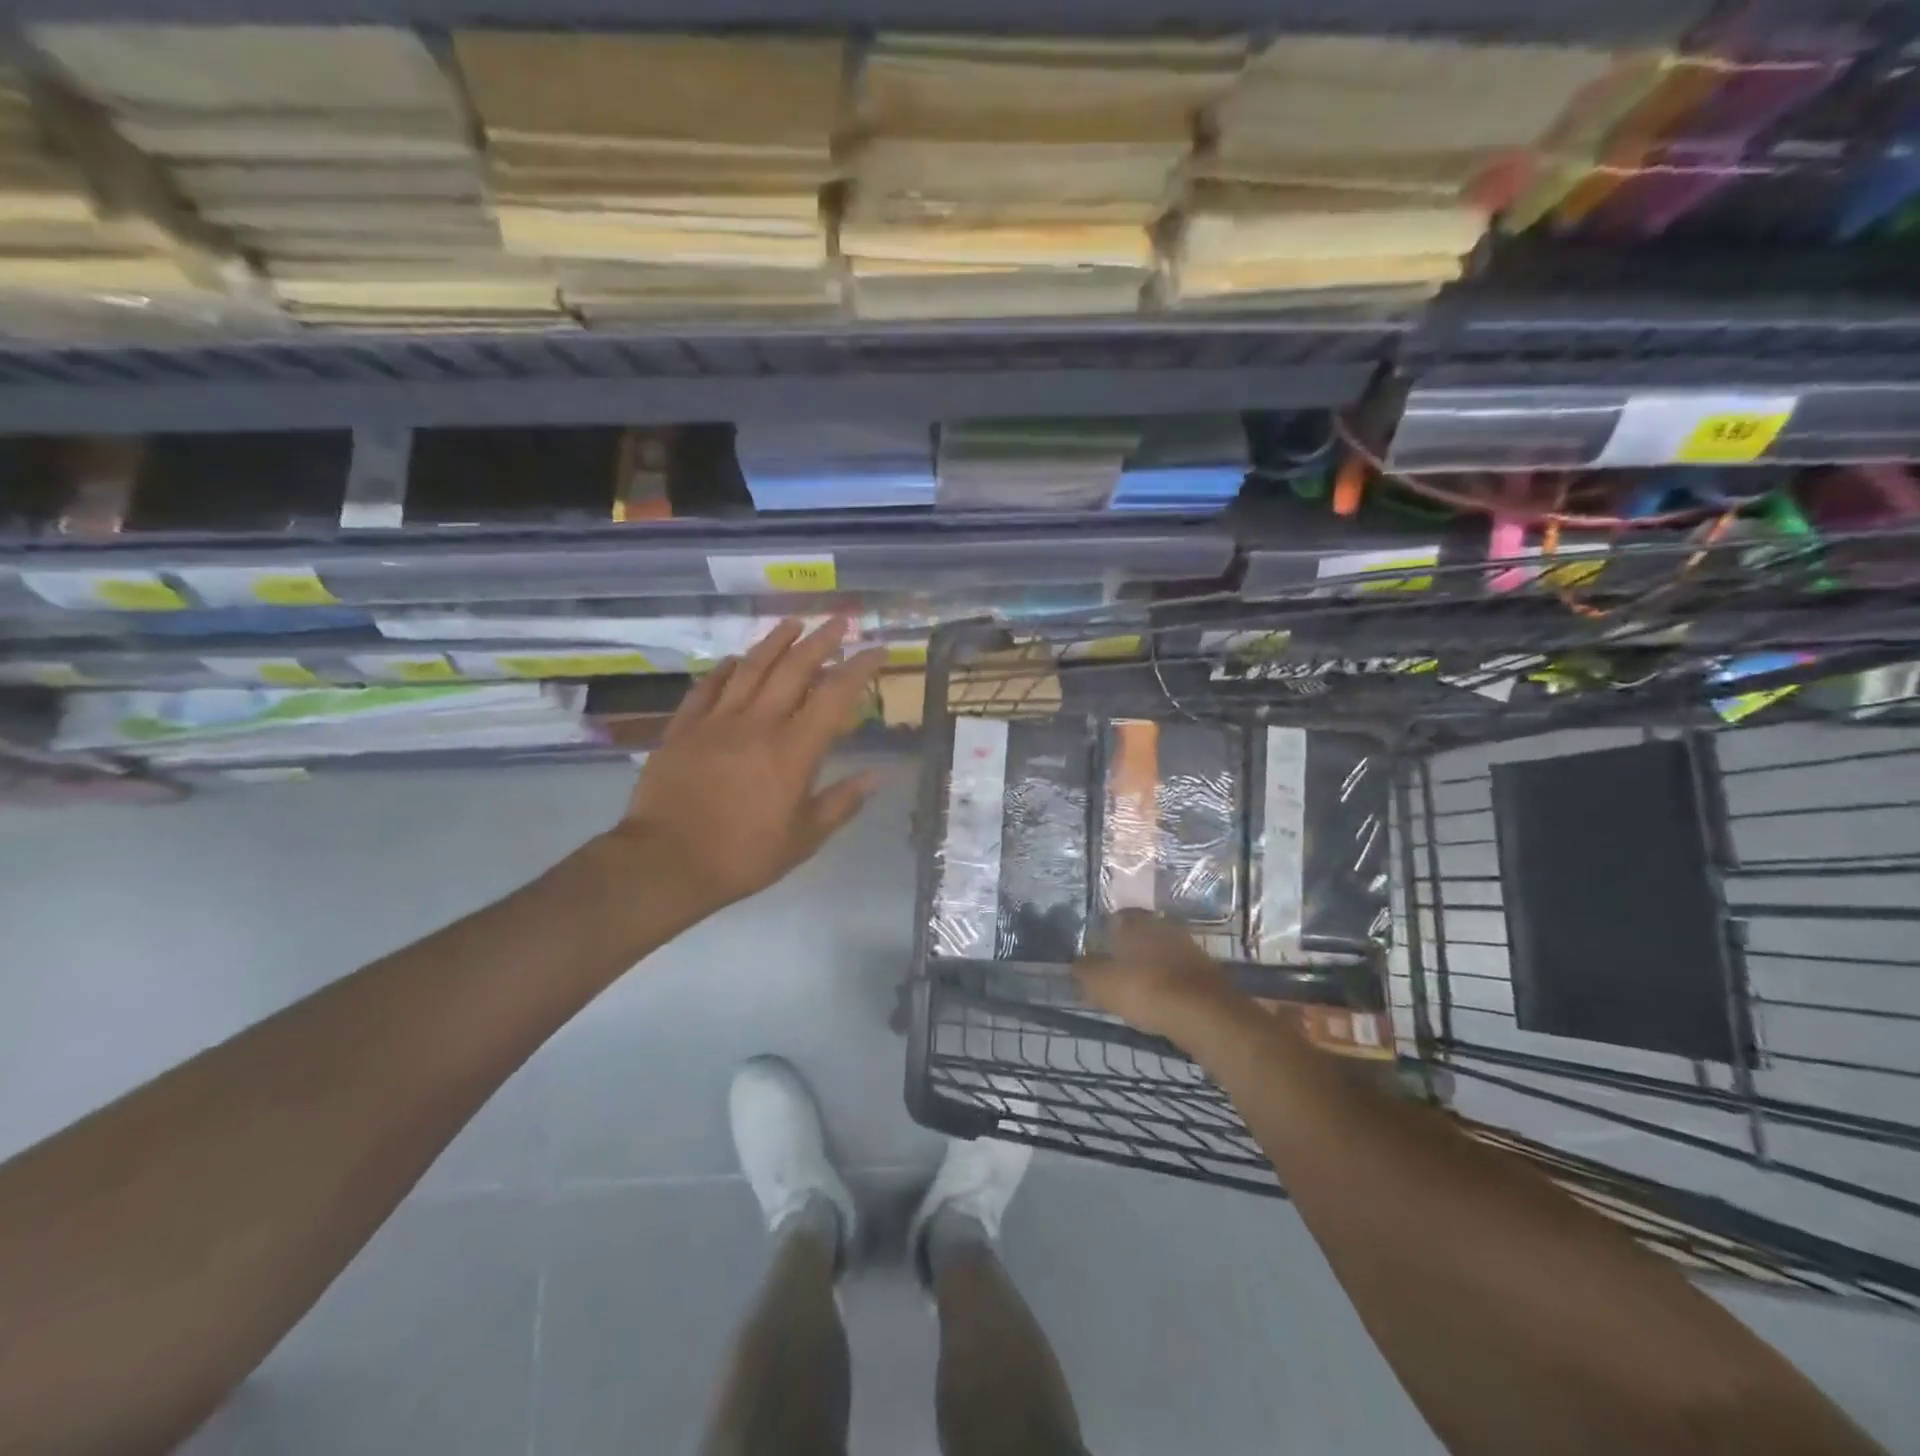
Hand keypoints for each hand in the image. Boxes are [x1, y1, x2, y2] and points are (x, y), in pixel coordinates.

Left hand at [611, 616, 886, 921]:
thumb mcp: (804, 839)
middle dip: (821, 641)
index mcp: (793, 750)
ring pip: (751, 668)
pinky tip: (736, 660)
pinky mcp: (683, 729)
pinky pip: (708, 687)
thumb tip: (878, 776)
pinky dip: (726, 669)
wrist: (664, 863)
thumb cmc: (742, 856)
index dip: (859, 668)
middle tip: (839, 621)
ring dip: (775, 641)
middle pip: (793, 669)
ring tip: (793, 623)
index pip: (834, 696)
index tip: (876, 651)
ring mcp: (716, 722)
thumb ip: (841, 803)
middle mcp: (758, 724)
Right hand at [1074, 910, 1246, 1044]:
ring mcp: (1188, 947)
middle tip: (1114, 968)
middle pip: (1141, 933)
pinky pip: (1178, 972)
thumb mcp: (1102, 983)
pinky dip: (1168, 982)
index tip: (1096, 950)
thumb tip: (1075, 964)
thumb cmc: (1146, 990)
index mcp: (1136, 922)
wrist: (1205, 1015)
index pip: (1116, 917)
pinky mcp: (1206, 972)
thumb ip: (1085, 971)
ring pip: (1161, 952)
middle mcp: (1164, 926)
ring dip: (1150, 965)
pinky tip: (1160, 1000)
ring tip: (1136, 987)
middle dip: (1128, 948)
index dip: (1104, 932)